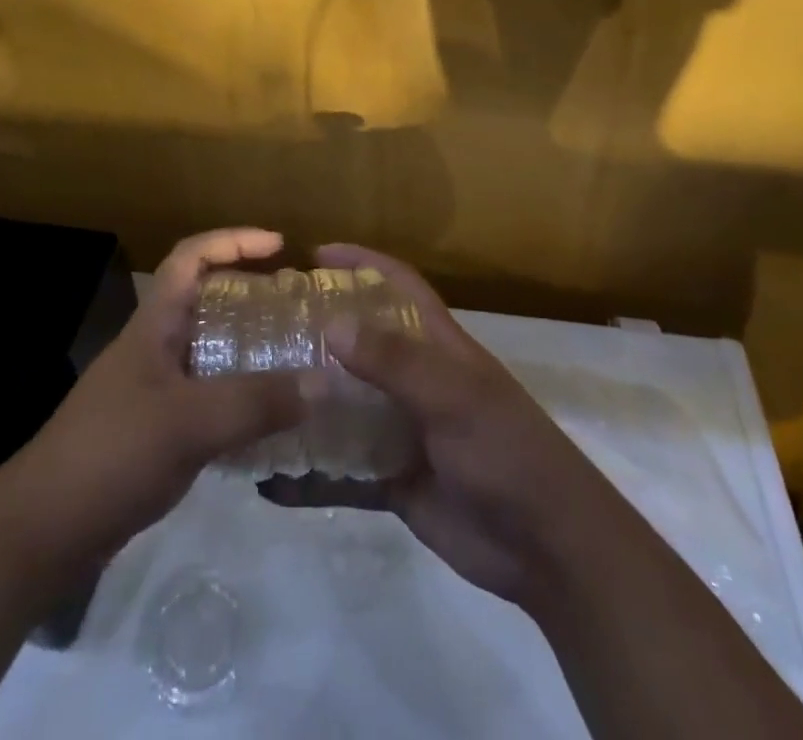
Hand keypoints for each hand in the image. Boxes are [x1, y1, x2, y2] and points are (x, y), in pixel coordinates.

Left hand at [0, 228, 303, 572]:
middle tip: (297, 309)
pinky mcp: (155, 434)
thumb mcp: (187, 423)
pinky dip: (239, 400)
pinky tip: (269, 424)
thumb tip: (324, 382)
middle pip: (204, 302)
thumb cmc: (109, 455)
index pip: (190, 257)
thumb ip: (254, 402)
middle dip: (250, 296)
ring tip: (296, 361)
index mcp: (153, 325)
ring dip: (248, 351)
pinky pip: (207, 400)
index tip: (279, 246)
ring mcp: (152, 392)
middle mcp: (153, 349)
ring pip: (209, 353)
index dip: (233, 241)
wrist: (40, 535)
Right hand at [260, 243, 625, 614]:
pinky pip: (343, 469)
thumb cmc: (506, 452)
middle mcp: (417, 380)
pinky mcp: (394, 478)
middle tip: (264, 326)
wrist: (547, 548)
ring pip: (346, 404)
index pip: (398, 285)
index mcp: (438, 346)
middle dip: (319, 329)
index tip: (314, 254)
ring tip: (255, 390)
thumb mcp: (454, 397)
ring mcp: (403, 429)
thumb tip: (331, 323)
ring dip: (308, 398)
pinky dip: (311, 473)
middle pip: (362, 341)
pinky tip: (269, 475)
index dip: (362, 262)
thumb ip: (395, 360)